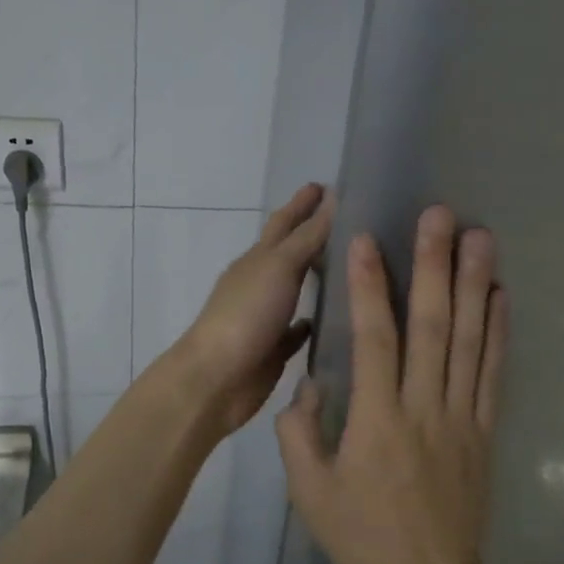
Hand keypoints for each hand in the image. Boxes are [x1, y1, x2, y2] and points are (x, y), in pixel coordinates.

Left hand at [173, 184, 334, 433]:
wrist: (217, 378)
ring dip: (315, 277)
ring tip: (346, 267)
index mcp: (258, 259)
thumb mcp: (279, 267)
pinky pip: (297, 331)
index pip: (284, 222)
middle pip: (290, 252)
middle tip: (343, 223)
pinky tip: (331, 320)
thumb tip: (331, 201)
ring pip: (295, 290)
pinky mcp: (274, 348)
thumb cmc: (246, 314)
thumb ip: (307, 237)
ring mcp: (266, 316)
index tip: (324, 185)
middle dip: (311, 234)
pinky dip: (312, 322)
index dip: (302, 203)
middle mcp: (261, 283)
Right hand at [276, 205, 507, 563]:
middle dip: (434, 265)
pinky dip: (498, 331)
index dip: (368, 286)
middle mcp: (424, 407)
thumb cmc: (363, 539)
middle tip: (440, 215)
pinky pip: (494, 373)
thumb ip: (299, 433)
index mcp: (377, 420)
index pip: (374, 339)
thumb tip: (308, 385)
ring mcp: (462, 416)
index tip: (367, 239)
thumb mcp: (309, 494)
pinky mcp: (485, 430)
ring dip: (474, 284)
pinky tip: (501, 295)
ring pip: (469, 340)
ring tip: (480, 236)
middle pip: (431, 325)